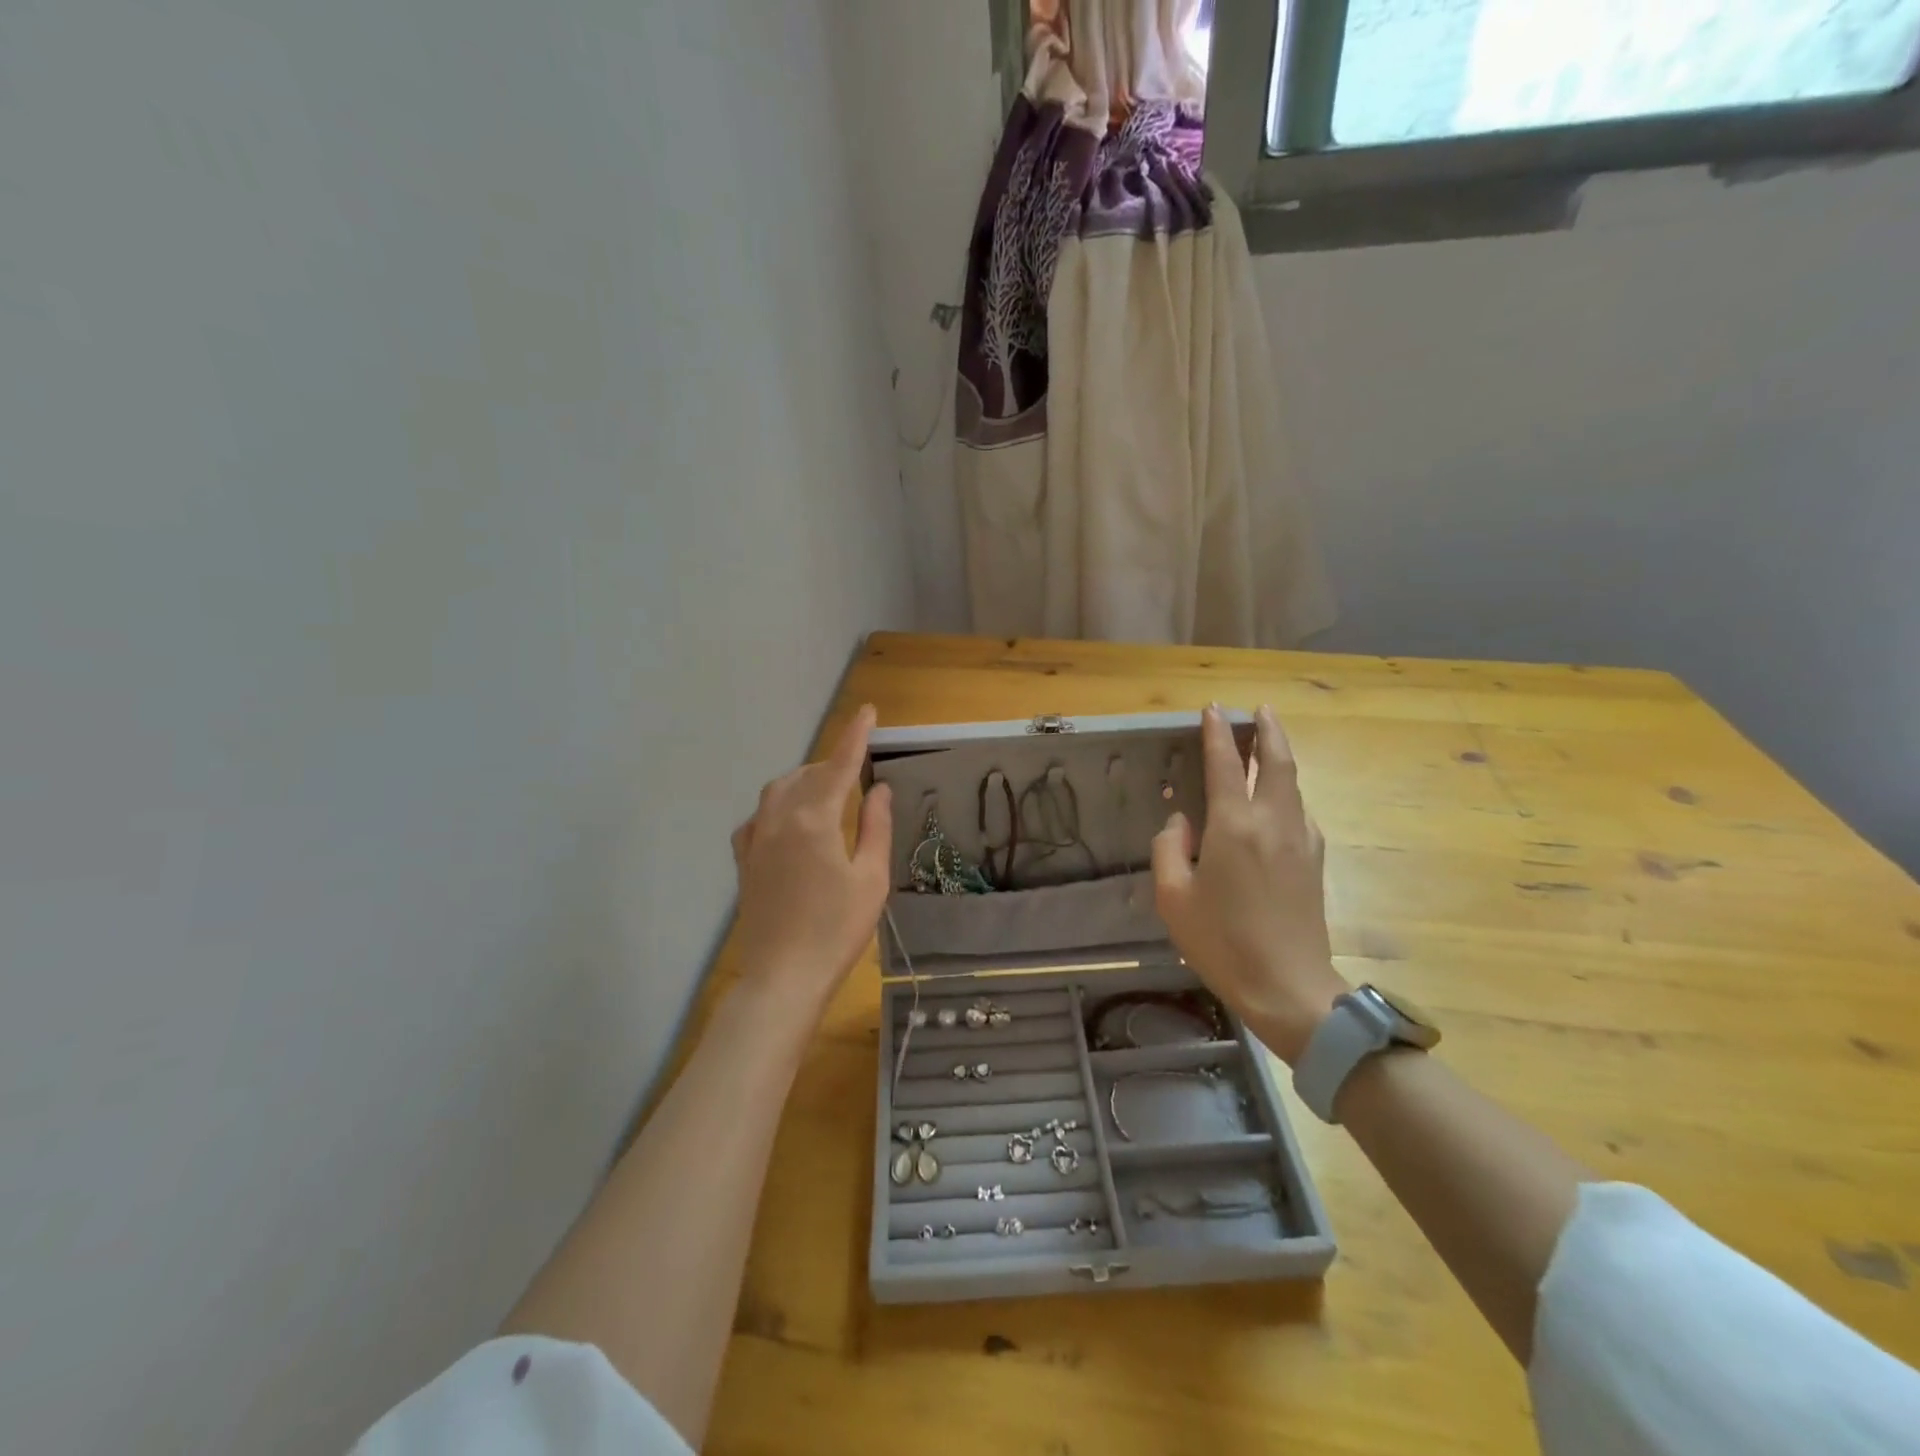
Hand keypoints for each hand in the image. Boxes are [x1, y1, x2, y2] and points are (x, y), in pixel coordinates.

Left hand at [729, 705, 892, 1020]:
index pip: (838, 765)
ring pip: (779, 790)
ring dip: (805, 781)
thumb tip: (878, 789)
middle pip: (807, 774)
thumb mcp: (871, 878)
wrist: (782, 976)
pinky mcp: (744, 859)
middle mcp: (779, 818)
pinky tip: (790, 821)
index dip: (855, 736)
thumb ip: (876, 827)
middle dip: (832, 764)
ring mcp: (755, 838)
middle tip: (858, 774)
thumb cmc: (837, 929)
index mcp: (814, 818)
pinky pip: (760, 816)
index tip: (868, 711)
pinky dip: (779, 806)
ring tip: (828, 794)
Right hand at [1151, 705, 1349, 1063]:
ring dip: (1280, 758)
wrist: (1288, 987)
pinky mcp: (1315, 861)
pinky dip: (1287, 792)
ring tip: (1267, 746)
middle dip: (1268, 730)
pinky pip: (1299, 812)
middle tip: (1260, 709)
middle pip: (1277, 762)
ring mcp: (1301, 840)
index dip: (1218, 734)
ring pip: (1294, 784)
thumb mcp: (1174, 897)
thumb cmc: (1221, 942)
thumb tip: (1181, 821)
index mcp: (1234, 826)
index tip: (1212, 710)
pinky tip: (1277, 802)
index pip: (1226, 765)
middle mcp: (1273, 822)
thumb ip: (1169, 848)